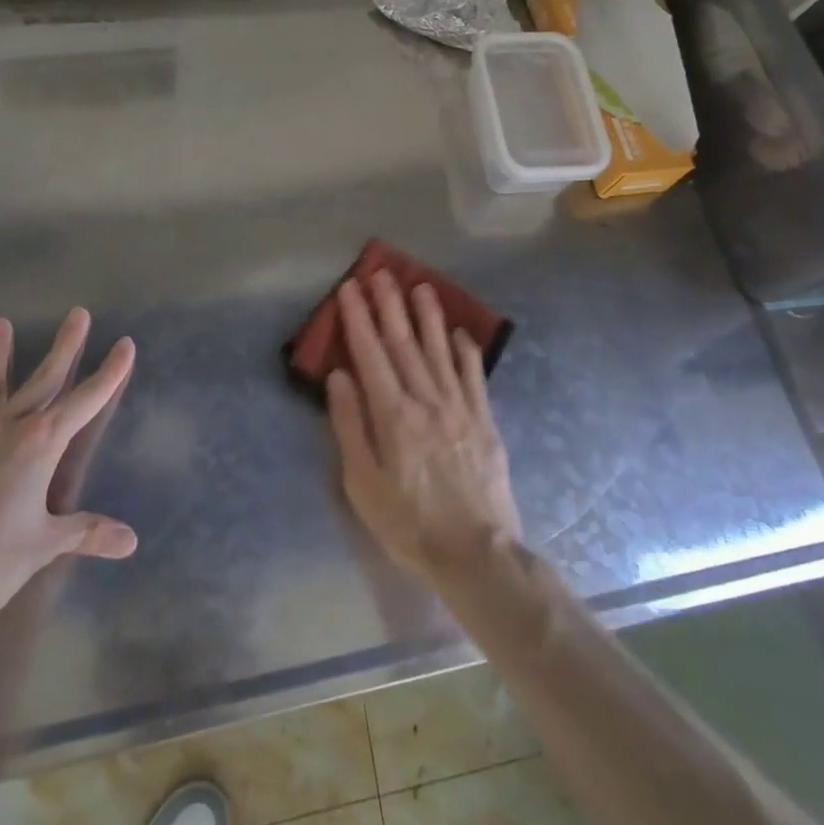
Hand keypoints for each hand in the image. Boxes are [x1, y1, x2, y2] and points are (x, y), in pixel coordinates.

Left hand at [0, 309, 137, 632]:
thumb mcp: (46, 544)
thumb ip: (87, 532)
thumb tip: (131, 541)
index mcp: (41, 444)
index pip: (86, 400)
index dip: (109, 372)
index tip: (125, 344)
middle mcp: (6, 428)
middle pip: (42, 379)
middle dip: (64, 346)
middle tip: (78, 313)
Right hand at [326, 271, 522, 580]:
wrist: (477, 552)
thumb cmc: (408, 523)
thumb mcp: (363, 485)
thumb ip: (350, 426)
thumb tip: (338, 377)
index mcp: (392, 415)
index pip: (371, 353)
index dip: (359, 318)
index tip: (350, 288)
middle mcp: (426, 400)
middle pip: (404, 343)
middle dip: (390, 305)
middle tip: (381, 272)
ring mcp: (459, 406)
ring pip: (440, 350)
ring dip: (428, 316)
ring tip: (420, 286)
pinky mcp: (484, 419)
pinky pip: (474, 375)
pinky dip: (466, 350)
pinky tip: (461, 331)